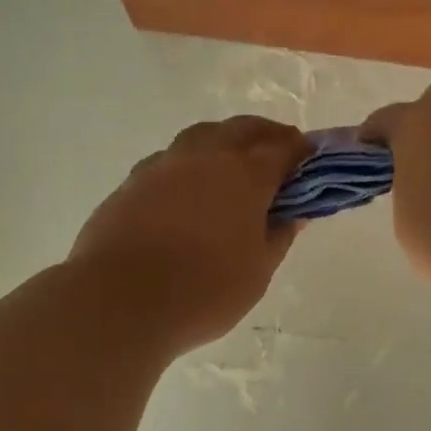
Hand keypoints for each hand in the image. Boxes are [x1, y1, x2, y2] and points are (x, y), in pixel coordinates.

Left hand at [71, 116, 311, 355]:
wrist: (120, 302)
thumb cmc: (204, 291)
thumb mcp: (257, 272)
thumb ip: (279, 235)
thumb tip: (294, 213)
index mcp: (244, 174)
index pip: (283, 147)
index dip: (301, 151)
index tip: (310, 161)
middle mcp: (204, 156)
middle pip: (242, 129)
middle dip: (266, 136)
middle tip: (277, 155)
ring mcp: (163, 165)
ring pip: (202, 137)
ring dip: (225, 142)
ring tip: (232, 168)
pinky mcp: (132, 182)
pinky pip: (170, 160)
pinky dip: (190, 165)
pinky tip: (189, 191)